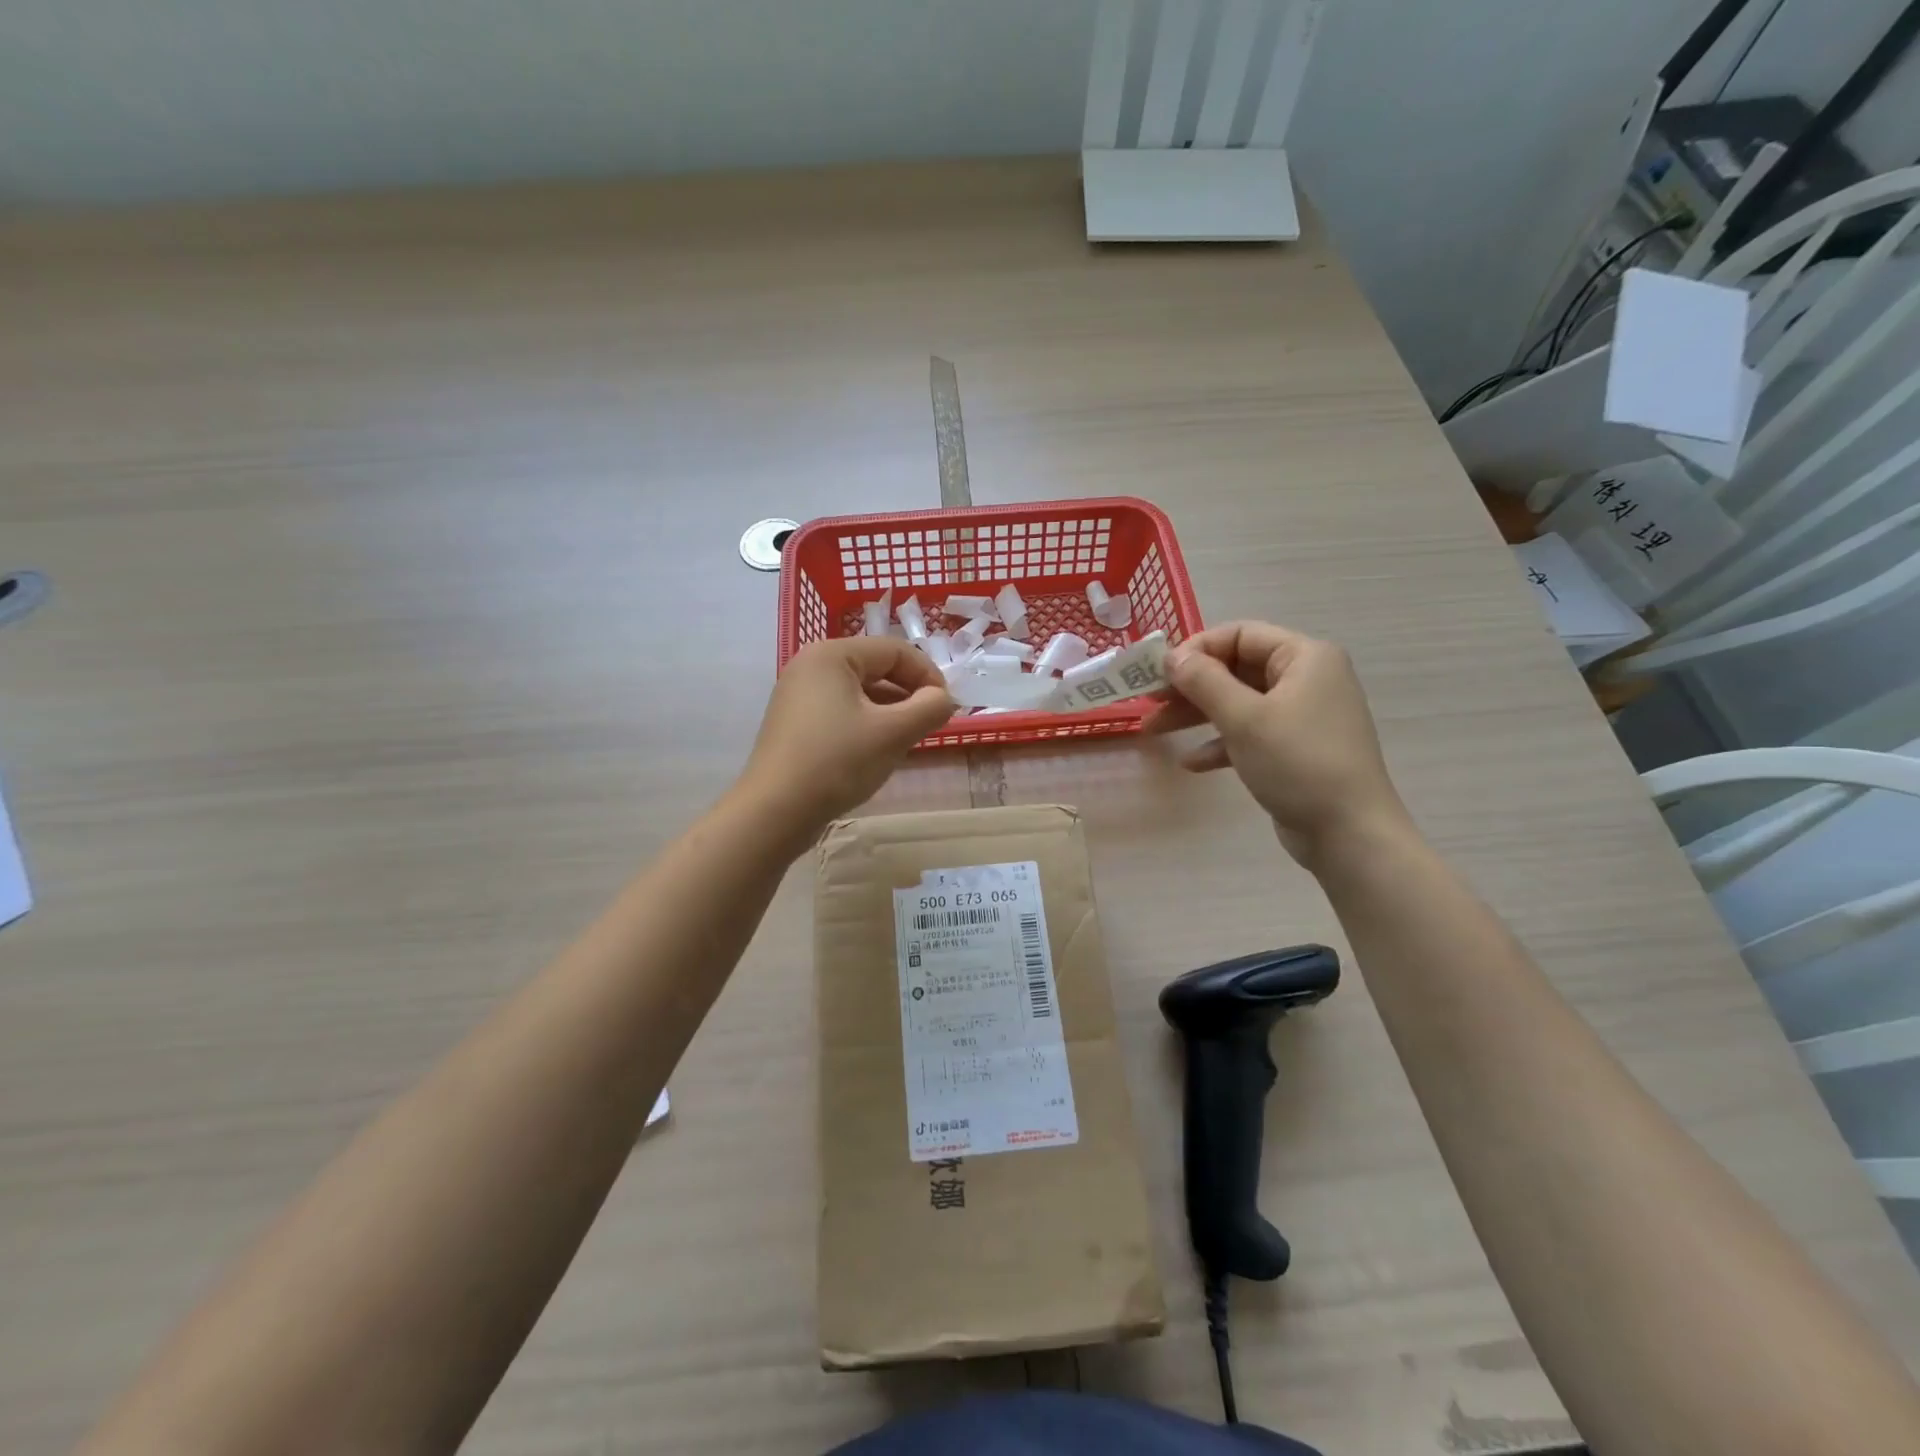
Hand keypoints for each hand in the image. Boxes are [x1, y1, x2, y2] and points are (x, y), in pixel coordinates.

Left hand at [742, 637, 955, 833]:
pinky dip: (867, 725)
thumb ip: (929, 708)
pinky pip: (842, 712)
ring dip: (891, 712)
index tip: (946, 708)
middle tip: (930, 726)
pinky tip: (877, 752)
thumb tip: (943, 699)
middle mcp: (811, 665)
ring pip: (860, 693)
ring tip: (907, 741)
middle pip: (877, 668)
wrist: (774, 812)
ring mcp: (798, 695)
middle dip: (909, 695)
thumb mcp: (894, 733)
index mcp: (832, 655)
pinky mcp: (795, 723)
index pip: (895, 650)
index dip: (928, 676)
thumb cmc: (837, 762)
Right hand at [1146, 621, 1411, 863]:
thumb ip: (1204, 681)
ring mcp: (1302, 715)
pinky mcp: (1295, 748)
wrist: (1348, 833)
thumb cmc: (1297, 763)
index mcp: (1305, 657)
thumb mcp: (1244, 718)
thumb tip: (1172, 656)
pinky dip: (1220, 743)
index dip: (1196, 649)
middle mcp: (1307, 678)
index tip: (1159, 673)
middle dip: (1190, 686)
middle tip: (1150, 702)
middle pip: (1236, 668)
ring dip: (1196, 715)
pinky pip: (1250, 733)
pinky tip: (1192, 763)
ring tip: (1154, 730)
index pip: (1240, 635)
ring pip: (1238, 702)